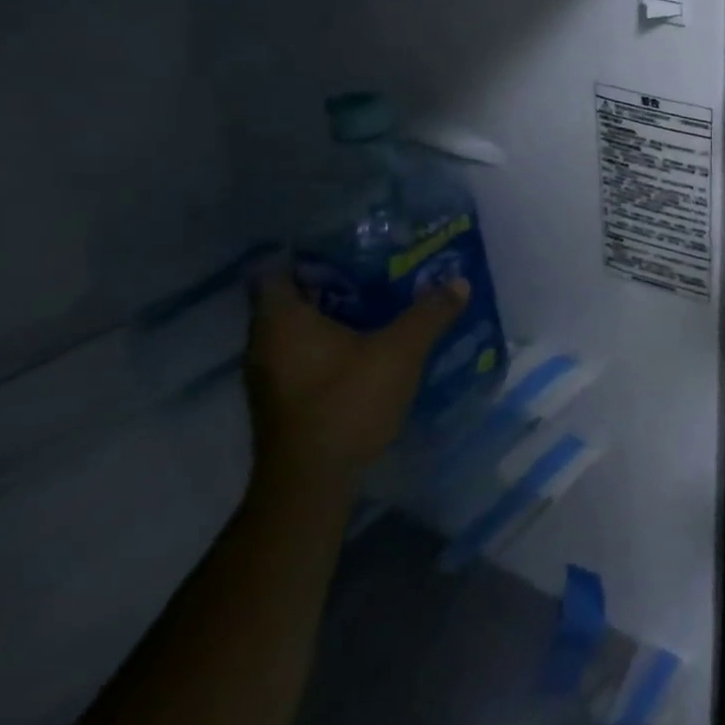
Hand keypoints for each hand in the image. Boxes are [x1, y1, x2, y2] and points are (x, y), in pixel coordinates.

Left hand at [243, 271, 469, 497]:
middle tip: (377, 267)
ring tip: (382, 302)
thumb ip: (430, 313)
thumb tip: (459, 281)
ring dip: (334, 316)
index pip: (278, 271)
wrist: (312, 481)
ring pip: (300, 329)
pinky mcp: (285, 399)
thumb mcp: (400, 351)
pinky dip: (332, 343)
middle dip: (332, 282)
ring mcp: (271, 375)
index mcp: (282, 321)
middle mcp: (266, 343)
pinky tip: (370, 344)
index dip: (306, 253)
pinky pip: (306, 354)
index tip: (344, 243)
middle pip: (292, 299)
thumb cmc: (347, 402)